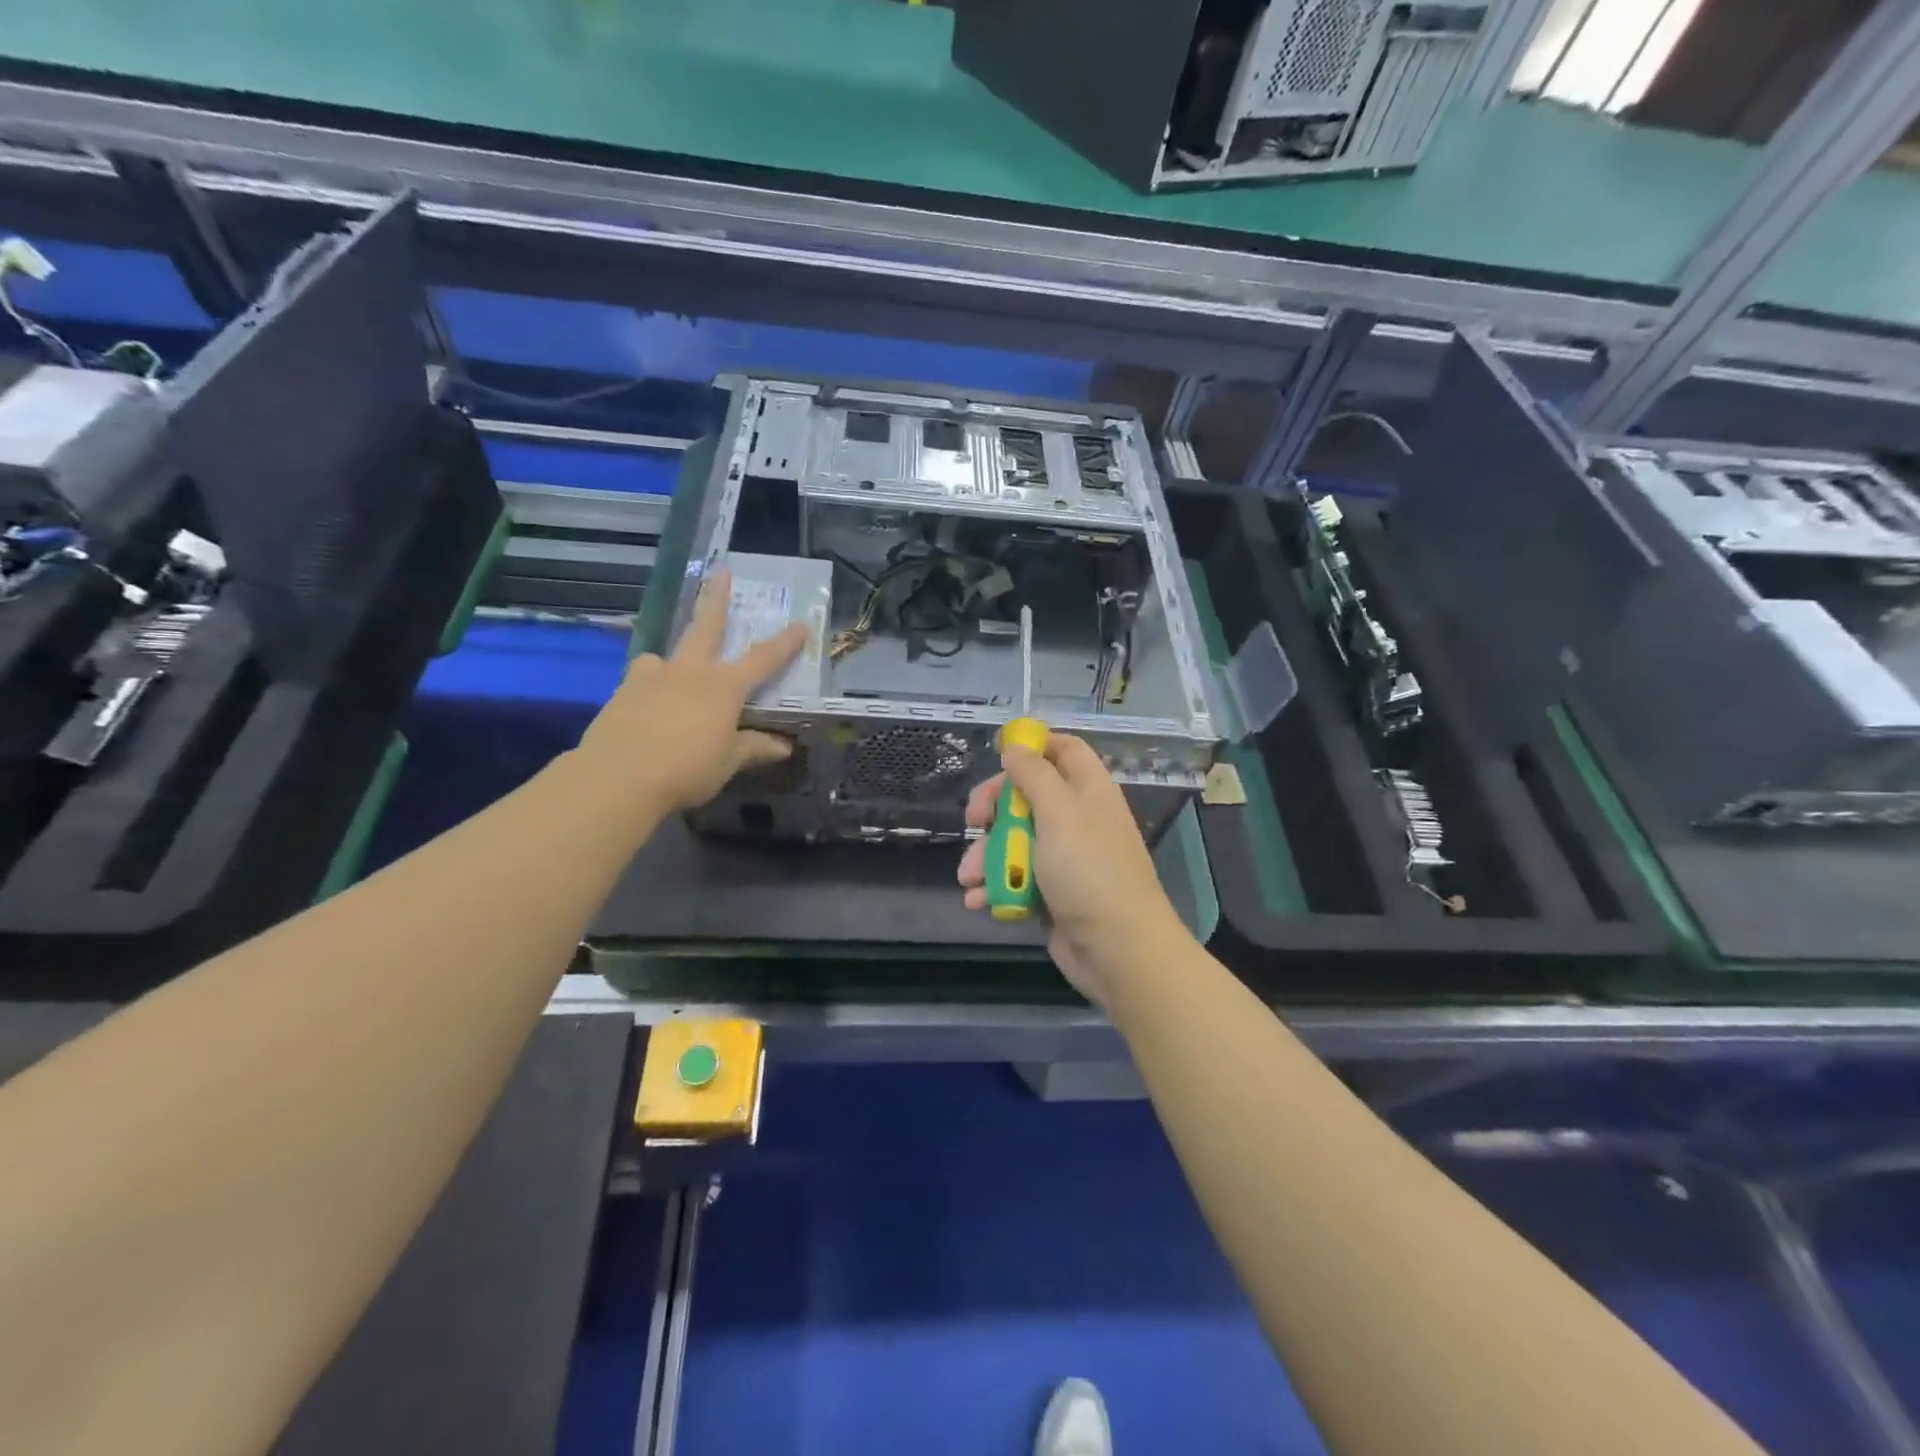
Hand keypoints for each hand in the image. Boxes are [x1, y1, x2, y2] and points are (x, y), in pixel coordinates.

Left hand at [579, 569, 807, 812]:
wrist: (617, 778)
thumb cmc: (686, 769)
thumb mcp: (727, 762)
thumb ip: (754, 748)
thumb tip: (783, 746)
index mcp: (723, 687)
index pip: (763, 659)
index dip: (785, 643)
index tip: (801, 624)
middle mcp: (689, 672)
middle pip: (707, 627)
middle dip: (717, 598)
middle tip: (722, 571)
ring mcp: (651, 677)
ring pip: (665, 657)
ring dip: (672, 660)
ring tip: (669, 675)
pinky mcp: (622, 692)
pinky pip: (642, 681)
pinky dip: (650, 689)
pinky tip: (647, 710)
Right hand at [958, 734, 1190, 1007]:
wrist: (1117, 949)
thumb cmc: (1088, 870)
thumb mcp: (1059, 812)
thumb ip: (1034, 775)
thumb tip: (1016, 747)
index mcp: (1088, 791)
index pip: (1064, 750)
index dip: (1033, 746)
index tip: (999, 753)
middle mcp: (1078, 819)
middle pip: (1029, 796)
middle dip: (995, 808)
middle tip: (973, 820)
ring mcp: (1066, 859)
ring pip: (1016, 841)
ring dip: (987, 856)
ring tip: (969, 878)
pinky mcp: (1053, 894)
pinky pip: (1018, 879)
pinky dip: (997, 887)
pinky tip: (979, 900)